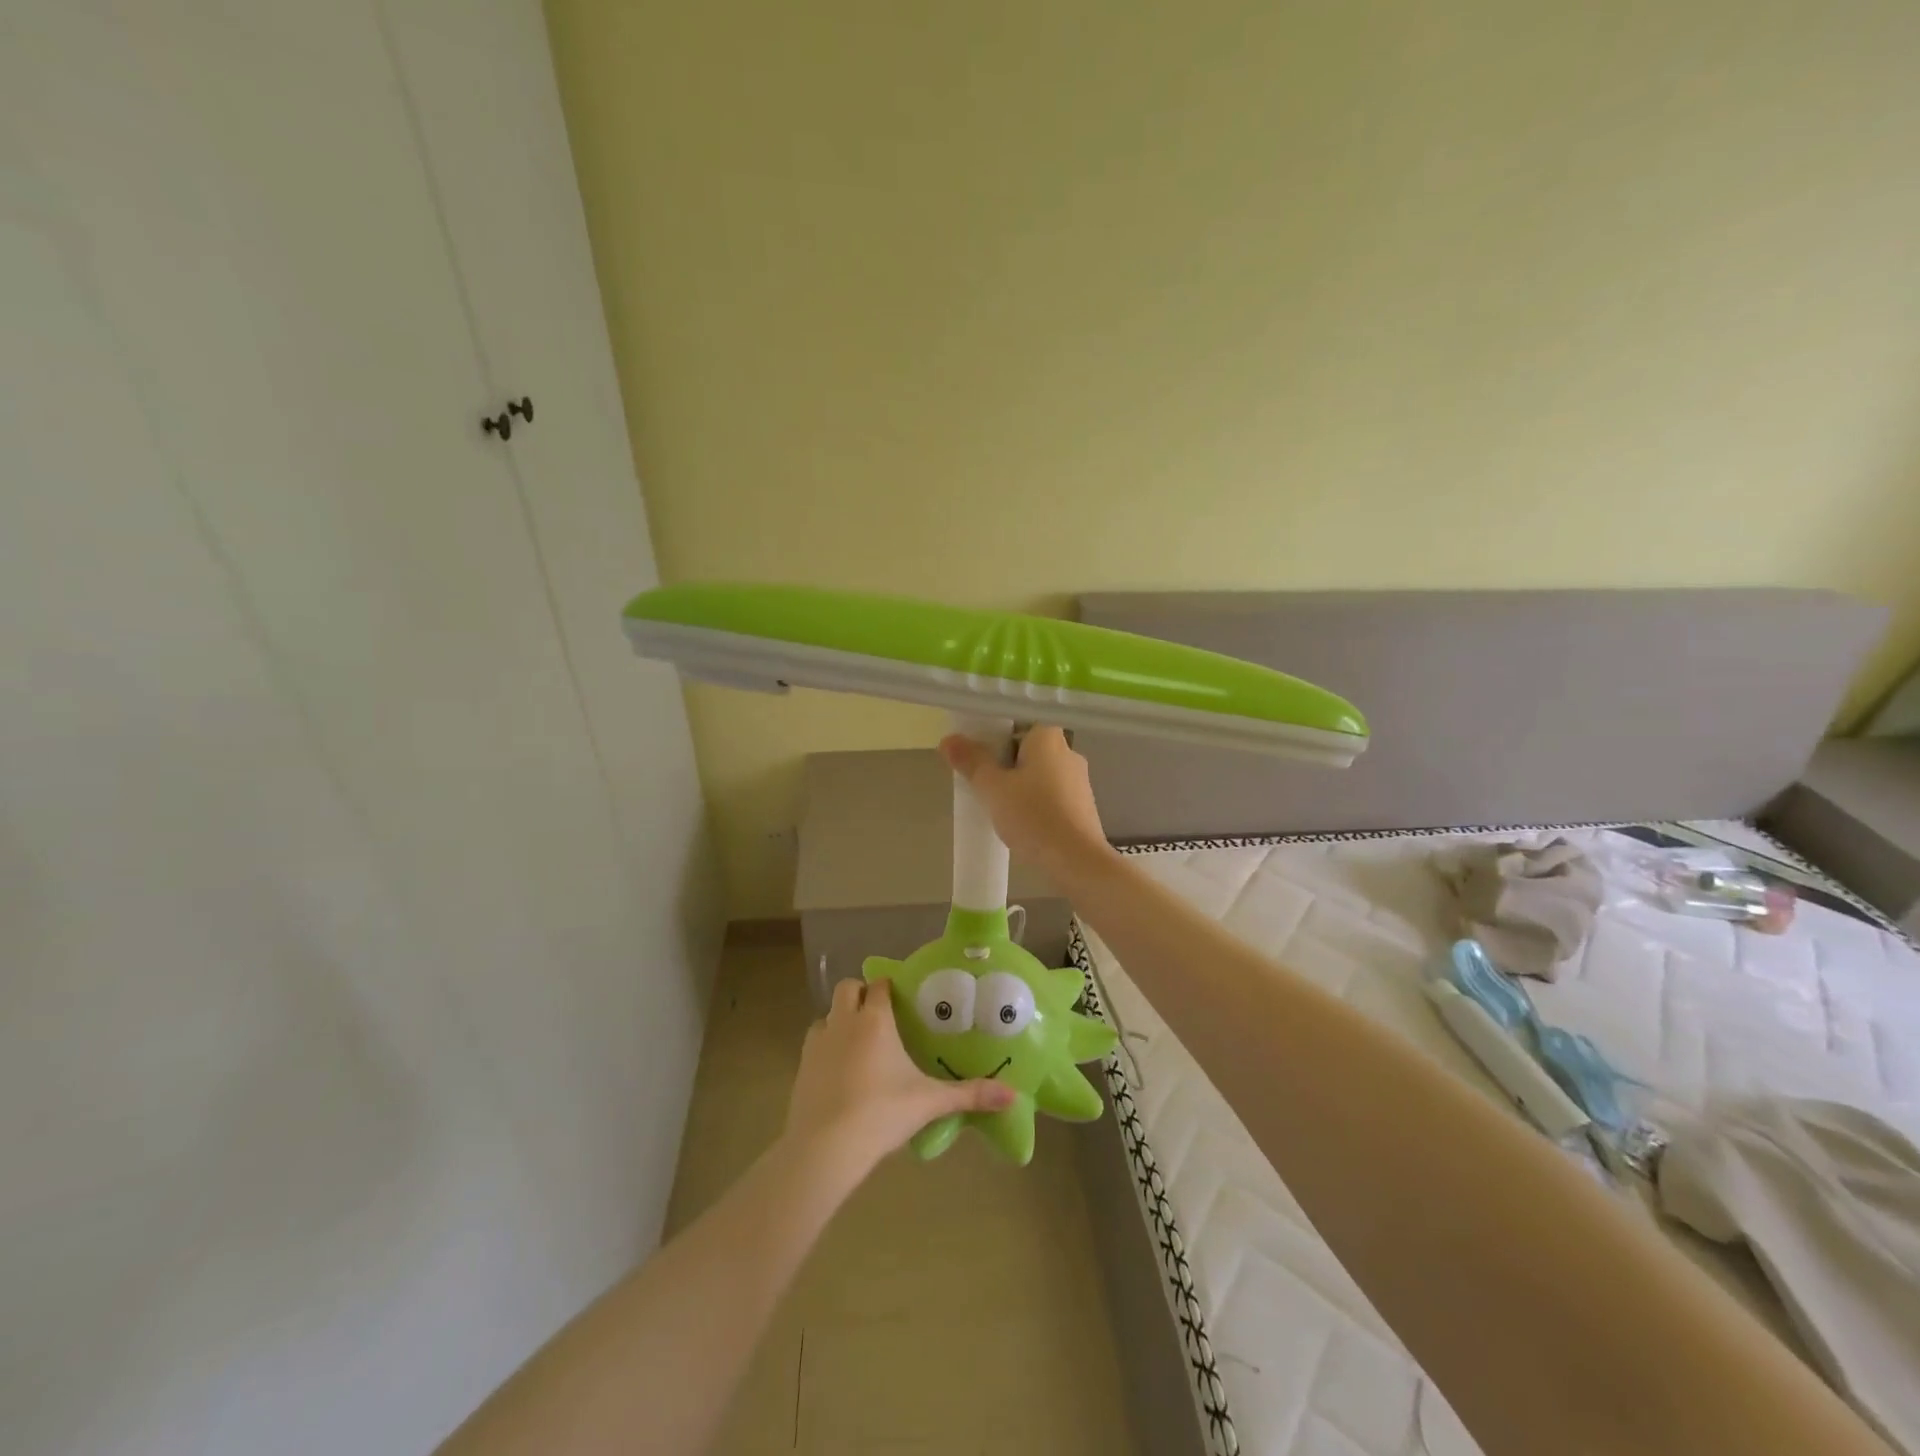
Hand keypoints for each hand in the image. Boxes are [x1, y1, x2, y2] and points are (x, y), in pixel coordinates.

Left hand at [784, 977, 1012, 1176]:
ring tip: (859, 1043)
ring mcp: (818, 1042)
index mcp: (875, 1020)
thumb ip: (970, 1095)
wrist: (825, 1147)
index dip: (889, 987)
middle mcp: (844, 1021)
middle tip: (880, 1016)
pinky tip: (840, 1071)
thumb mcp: (930, 1103)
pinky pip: (814, 1042)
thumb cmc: (881, 1113)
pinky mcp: (801, 1066)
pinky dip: (826, 1046)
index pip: (879, 985)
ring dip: (841, 1019)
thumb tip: (1012, 1095)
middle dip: (861, 994)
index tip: (902, 997)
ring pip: (827, 1015)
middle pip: (848, 989)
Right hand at [939, 725, 1114, 879]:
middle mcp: (1068, 750)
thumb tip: (948, 739)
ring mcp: (1080, 779)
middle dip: (1004, 765)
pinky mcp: (1084, 804)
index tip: (977, 759)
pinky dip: (1035, 803)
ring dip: (1019, 786)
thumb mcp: (993, 788)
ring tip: (1000, 809)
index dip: (993, 739)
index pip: (1016, 724)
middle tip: (983, 786)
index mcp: (1048, 736)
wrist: (1076, 860)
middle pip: (1026, 749)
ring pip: (1039, 773)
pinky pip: (1051, 794)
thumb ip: (972, 761)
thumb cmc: (1033, 816)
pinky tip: (1023, 824)